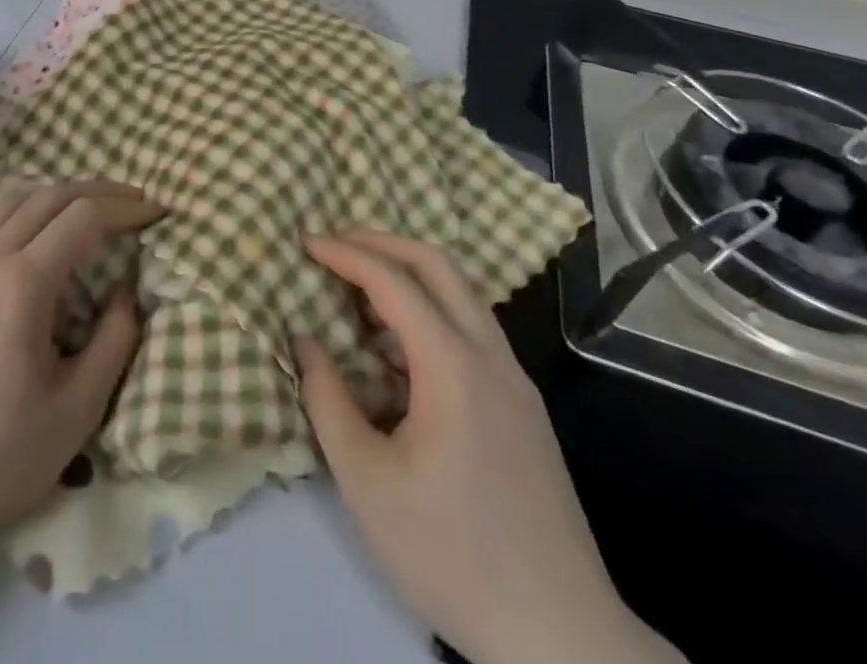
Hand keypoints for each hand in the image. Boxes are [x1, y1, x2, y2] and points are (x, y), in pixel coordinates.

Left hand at [0, 180, 161, 547]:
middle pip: (51, 196)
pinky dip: (21, 209)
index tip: (157, 213)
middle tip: (133, 201)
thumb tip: (126, 291)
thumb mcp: (75, 411)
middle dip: (98, 191)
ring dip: (58, 194)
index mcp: (24, 284)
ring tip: (89, 206)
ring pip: (14, 200)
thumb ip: (114, 342)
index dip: (125, 209)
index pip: (84, 218)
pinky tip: (33, 230)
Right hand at [295, 231, 678, 663]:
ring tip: (361, 285)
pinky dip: (431, 308)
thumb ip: (327, 401)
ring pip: (462, 292)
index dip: (346, 253)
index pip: (394, 281)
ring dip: (410, 272)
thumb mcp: (367, 483)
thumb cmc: (452, 555)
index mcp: (453, 367)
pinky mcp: (524, 405)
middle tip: (336, 243)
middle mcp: (491, 356)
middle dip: (382, 241)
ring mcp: (515, 379)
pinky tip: (401, 345)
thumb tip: (303, 341)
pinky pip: (472, 327)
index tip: (307, 242)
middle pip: (438, 264)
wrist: (562, 635)